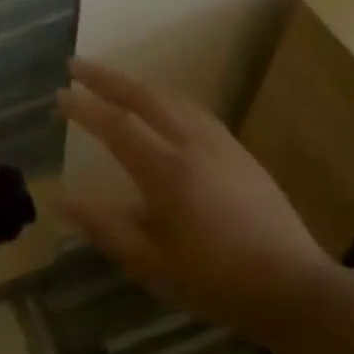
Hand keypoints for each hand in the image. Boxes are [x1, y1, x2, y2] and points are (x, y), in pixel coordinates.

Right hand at [58, 59, 331, 332]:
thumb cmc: (215, 281)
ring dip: (137, 84)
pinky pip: (195, 110)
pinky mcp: (240, 153)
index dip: (85, 108)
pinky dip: (166, 98)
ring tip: (112, 80)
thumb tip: (62, 200)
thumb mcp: (150, 264)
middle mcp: (194, 146)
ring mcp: (222, 146)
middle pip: (145, 97)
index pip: (117, 126)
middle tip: (77, 65)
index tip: (59, 94)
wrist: (294, 288)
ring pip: (173, 99)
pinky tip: (162, 106)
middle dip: (107, 79)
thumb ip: (105, 227)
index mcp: (168, 172)